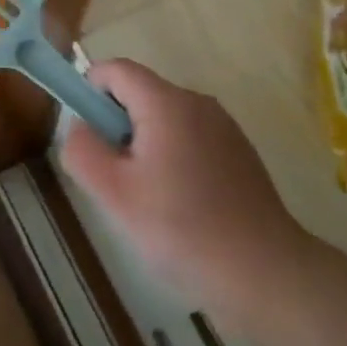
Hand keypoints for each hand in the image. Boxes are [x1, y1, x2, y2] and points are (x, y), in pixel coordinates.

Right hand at [61, 59, 317, 337]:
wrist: (268, 275)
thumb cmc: (183, 230)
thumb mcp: (114, 194)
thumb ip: (82, 150)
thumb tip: (79, 127)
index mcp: (167, 103)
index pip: (115, 69)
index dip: (89, 90)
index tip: (85, 135)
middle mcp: (198, 103)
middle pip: (140, 93)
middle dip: (116, 125)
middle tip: (113, 177)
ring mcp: (224, 127)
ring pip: (165, 119)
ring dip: (143, 145)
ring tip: (146, 198)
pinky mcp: (240, 153)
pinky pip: (190, 138)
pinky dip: (172, 158)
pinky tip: (180, 207)